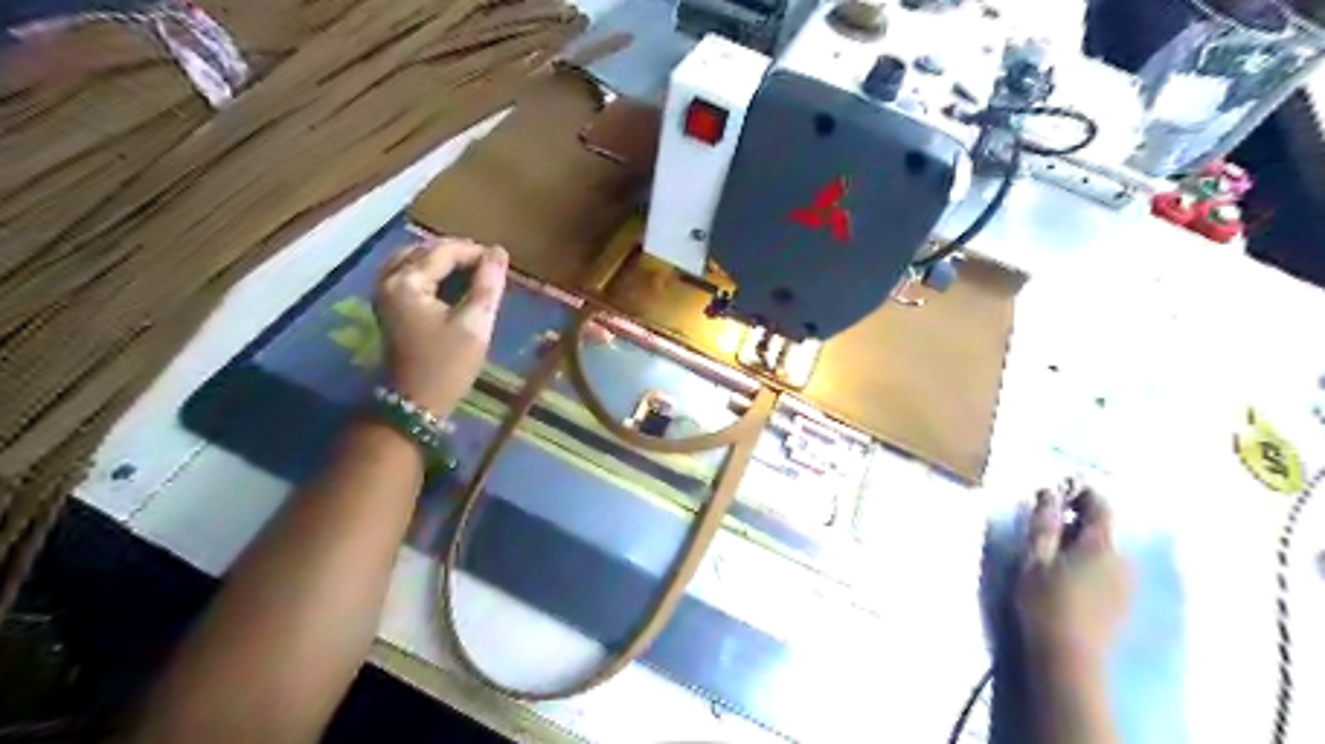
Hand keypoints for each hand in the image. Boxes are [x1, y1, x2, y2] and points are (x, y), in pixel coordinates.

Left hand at [377, 235, 511, 415]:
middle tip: (490, 266)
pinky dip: (431, 271)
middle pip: (425, 250)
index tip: (502, 262)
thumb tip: (499, 252)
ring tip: (474, 271)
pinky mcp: (388, 304)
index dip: (475, 252)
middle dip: (459, 253)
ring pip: (415, 259)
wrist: (416, 402)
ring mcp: (384, 291)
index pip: (444, 251)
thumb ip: (488, 285)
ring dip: (444, 260)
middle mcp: (388, 279)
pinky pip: (409, 272)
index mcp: (407, 282)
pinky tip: (452, 282)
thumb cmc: (448, 364)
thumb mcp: (475, 324)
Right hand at [1018, 484, 1132, 672]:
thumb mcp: (1035, 557)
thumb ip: (1044, 523)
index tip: (1056, 489)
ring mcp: (1127, 582)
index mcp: (1100, 544)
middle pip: (1102, 527)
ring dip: (1081, 542)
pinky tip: (1068, 575)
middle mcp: (1122, 559)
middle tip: (1045, 523)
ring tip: (1053, 552)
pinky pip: (1108, 568)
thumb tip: (1049, 490)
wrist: (1069, 656)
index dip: (1080, 492)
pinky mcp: (1124, 601)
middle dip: (1076, 519)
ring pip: (1105, 549)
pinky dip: (1089, 561)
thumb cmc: (1045, 601)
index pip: (1099, 505)